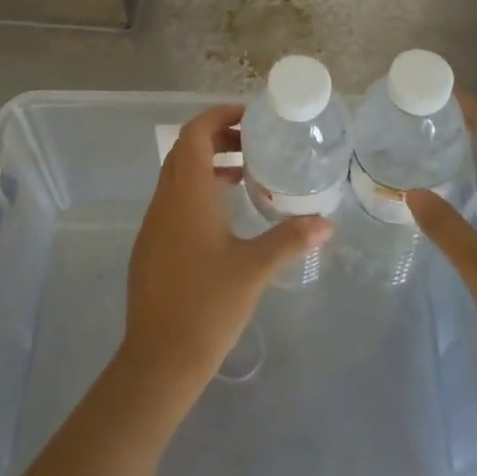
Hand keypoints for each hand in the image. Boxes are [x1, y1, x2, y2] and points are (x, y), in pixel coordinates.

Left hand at [119, 104, 331, 394]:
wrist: (159, 359)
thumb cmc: (207, 305)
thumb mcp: (255, 269)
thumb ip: (290, 239)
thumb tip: (326, 223)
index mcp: (187, 194)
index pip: (195, 133)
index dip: (219, 116)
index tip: (250, 117)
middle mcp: (165, 200)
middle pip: (185, 150)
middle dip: (217, 137)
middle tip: (253, 143)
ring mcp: (153, 224)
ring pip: (177, 176)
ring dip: (207, 165)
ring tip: (244, 175)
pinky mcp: (150, 246)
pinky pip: (172, 201)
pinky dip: (197, 191)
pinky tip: (223, 218)